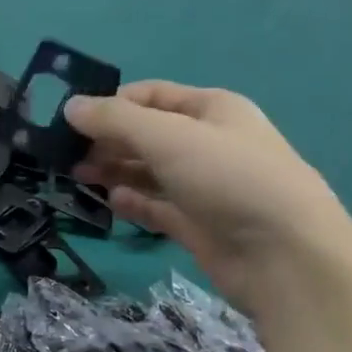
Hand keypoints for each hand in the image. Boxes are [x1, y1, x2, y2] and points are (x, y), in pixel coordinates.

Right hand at [66, 81, 351, 314]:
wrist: (285, 256)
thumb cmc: (228, 178)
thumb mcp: (167, 136)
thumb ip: (114, 120)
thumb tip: (70, 106)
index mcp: (211, 109)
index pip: (150, 95)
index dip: (110, 103)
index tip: (70, 120)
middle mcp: (207, 142)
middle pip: (146, 133)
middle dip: (106, 140)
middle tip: (66, 154)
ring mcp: (203, 185)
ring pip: (147, 171)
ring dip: (113, 170)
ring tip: (78, 177)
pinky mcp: (197, 223)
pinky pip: (156, 206)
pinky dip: (132, 202)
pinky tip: (111, 202)